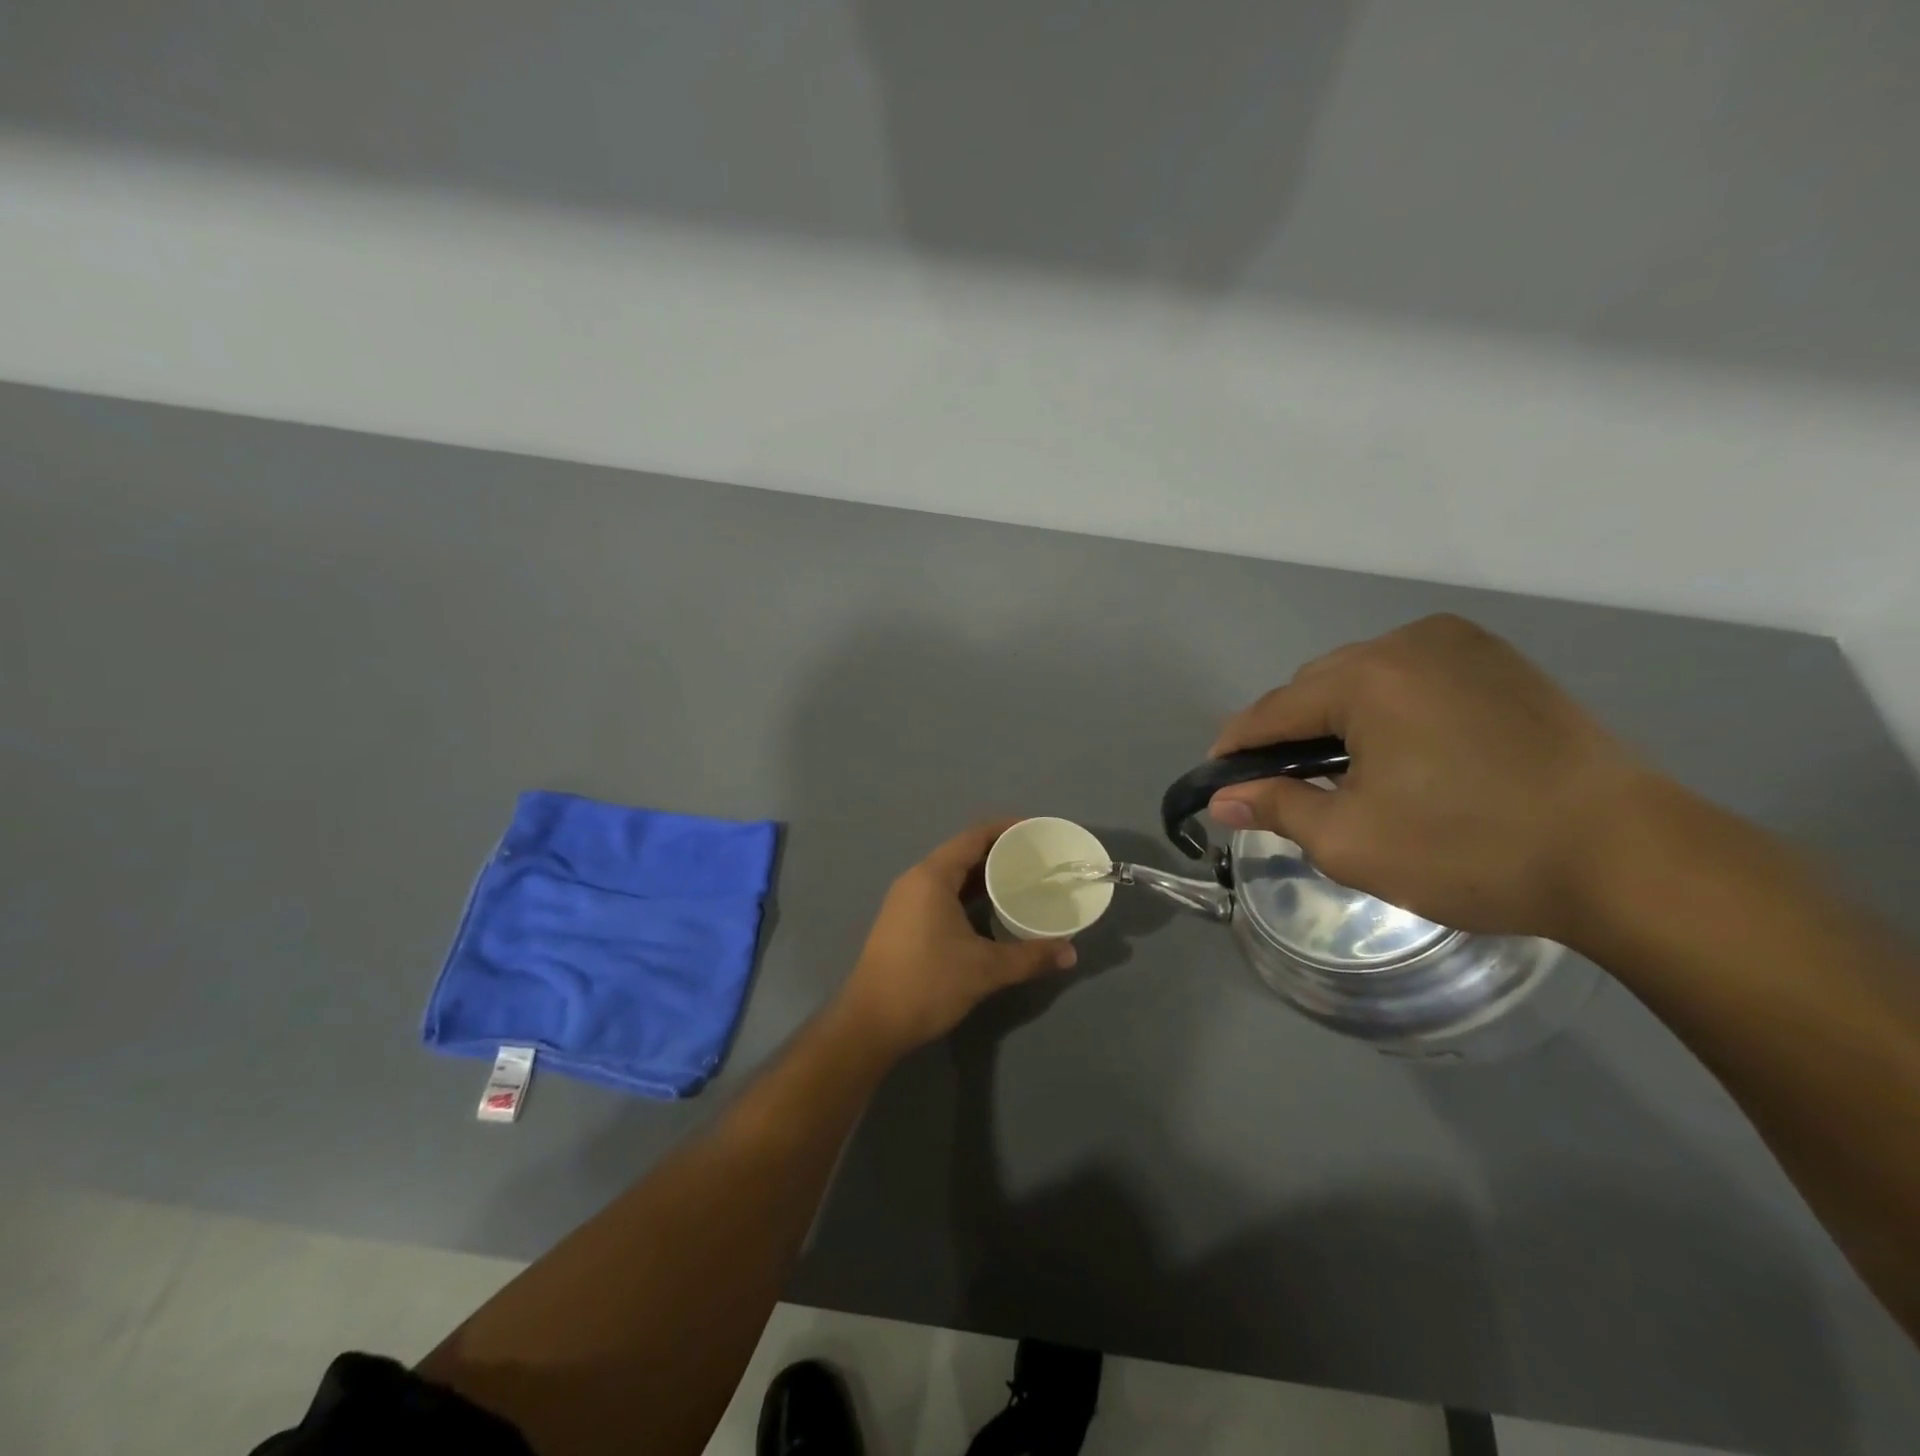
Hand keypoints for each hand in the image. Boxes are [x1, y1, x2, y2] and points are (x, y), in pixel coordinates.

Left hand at [838, 820, 1078, 1055]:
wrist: (870, 1024)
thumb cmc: (927, 984)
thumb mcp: (985, 970)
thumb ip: (1030, 957)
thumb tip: (1070, 952)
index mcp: (932, 877)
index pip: (974, 836)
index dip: (1007, 829)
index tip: (1037, 832)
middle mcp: (916, 880)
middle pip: (963, 853)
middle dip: (999, 853)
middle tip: (1037, 861)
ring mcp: (906, 902)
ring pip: (951, 876)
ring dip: (983, 876)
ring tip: (1021, 882)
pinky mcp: (903, 922)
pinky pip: (941, 894)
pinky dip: (968, 895)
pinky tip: (991, 912)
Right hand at [1209, 614, 1651, 940]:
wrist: (1629, 859)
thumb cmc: (1471, 849)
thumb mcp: (1352, 841)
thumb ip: (1275, 807)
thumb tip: (1222, 798)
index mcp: (1367, 676)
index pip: (1272, 709)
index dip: (1236, 746)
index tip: (1216, 780)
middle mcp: (1408, 641)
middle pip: (1316, 687)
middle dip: (1290, 734)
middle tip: (1286, 788)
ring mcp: (1461, 645)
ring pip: (1364, 679)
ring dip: (1339, 721)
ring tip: (1345, 774)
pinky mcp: (1500, 661)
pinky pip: (1412, 678)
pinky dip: (1387, 710)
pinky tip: (1400, 752)